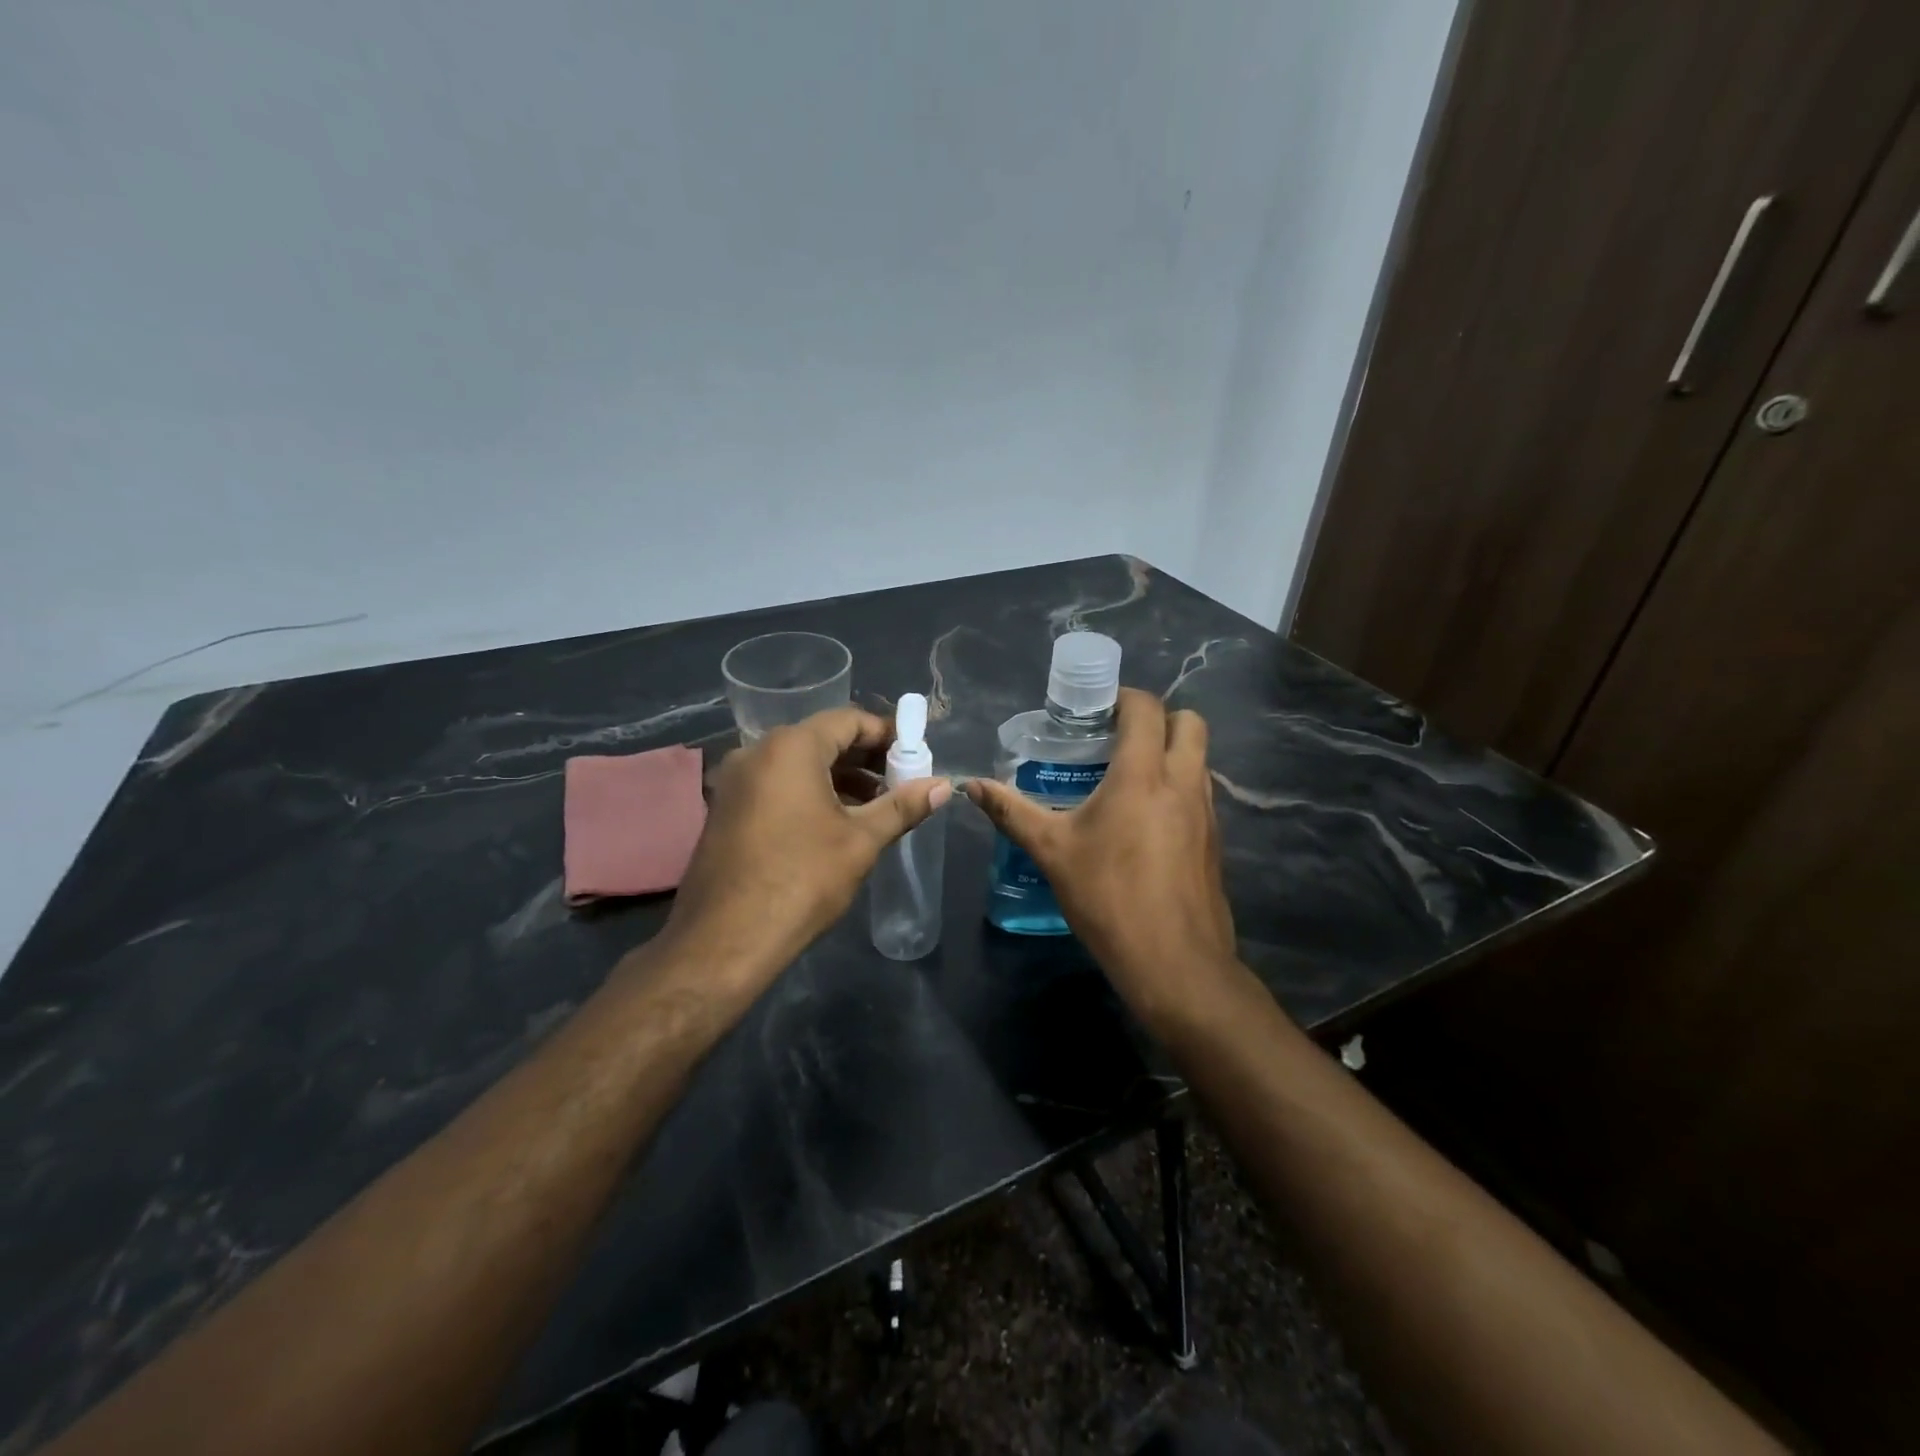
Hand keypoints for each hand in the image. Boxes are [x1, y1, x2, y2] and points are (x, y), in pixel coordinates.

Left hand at [661, 707, 950, 987]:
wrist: (725, 941)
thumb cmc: (801, 880)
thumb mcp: (860, 841)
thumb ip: (902, 807)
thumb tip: (942, 786)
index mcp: (789, 748)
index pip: (848, 720)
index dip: (887, 734)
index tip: (915, 756)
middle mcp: (756, 752)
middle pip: (822, 739)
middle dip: (865, 758)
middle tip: (901, 782)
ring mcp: (735, 782)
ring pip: (798, 764)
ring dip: (840, 778)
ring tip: (875, 806)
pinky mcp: (726, 809)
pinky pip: (776, 785)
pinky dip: (810, 793)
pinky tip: (835, 823)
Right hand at [965, 689, 1237, 1031]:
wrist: (1174, 962)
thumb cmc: (1108, 898)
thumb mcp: (1052, 852)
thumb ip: (1012, 812)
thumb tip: (971, 785)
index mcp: (1143, 775)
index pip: (1146, 709)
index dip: (1123, 699)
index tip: (1096, 713)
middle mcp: (1183, 782)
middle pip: (1189, 722)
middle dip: (1158, 718)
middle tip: (1118, 739)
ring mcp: (1206, 811)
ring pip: (1200, 757)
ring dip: (1171, 752)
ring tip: (1128, 777)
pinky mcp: (1215, 839)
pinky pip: (1201, 792)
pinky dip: (1179, 787)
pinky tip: (1146, 820)